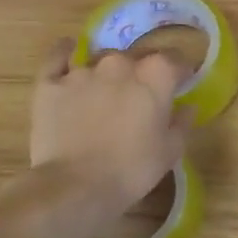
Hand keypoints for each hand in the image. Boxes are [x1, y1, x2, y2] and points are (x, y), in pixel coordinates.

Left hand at [29, 39, 189, 225]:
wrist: (75, 185)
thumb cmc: (133, 169)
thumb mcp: (171, 149)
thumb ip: (181, 122)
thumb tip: (186, 107)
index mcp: (155, 75)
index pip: (175, 59)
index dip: (179, 72)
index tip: (180, 84)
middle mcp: (120, 63)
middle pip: (138, 55)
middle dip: (144, 69)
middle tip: (144, 92)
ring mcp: (82, 71)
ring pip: (101, 58)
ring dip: (110, 69)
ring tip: (108, 87)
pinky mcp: (50, 83)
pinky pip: (57, 56)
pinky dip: (64, 52)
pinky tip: (68, 51)